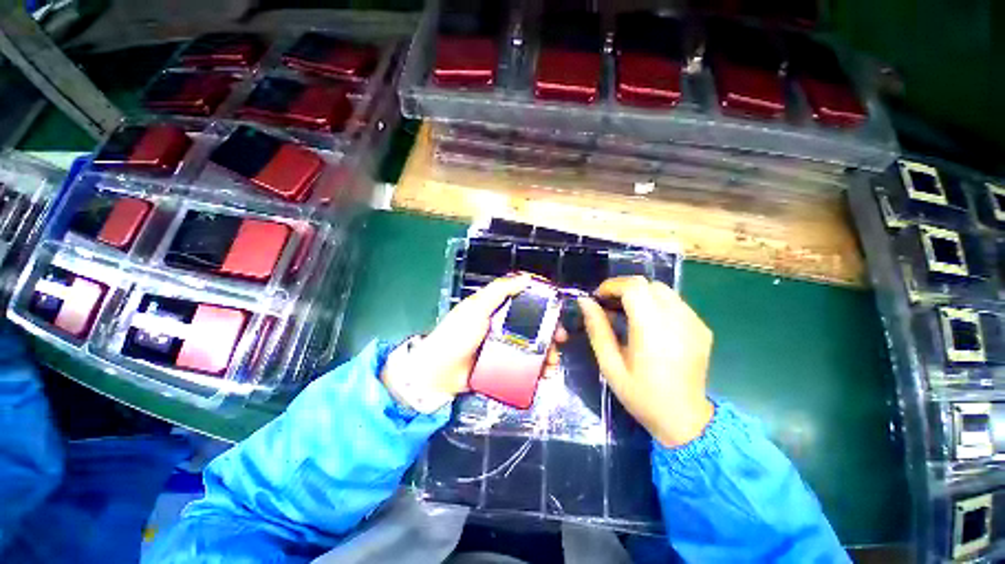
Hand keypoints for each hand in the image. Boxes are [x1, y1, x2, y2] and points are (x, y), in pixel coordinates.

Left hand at [382, 274, 566, 401]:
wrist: (438, 372)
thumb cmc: (457, 334)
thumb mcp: (477, 307)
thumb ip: (499, 291)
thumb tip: (526, 277)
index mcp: (497, 308)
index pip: (525, 300)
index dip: (543, 301)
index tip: (558, 306)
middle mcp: (504, 325)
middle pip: (534, 324)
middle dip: (550, 331)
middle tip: (561, 339)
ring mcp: (504, 346)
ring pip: (533, 345)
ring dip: (547, 352)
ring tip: (553, 363)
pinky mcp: (503, 365)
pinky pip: (526, 365)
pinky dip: (538, 369)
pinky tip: (545, 374)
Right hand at [578, 276, 713, 447]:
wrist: (685, 420)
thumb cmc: (641, 395)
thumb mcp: (610, 365)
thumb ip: (597, 329)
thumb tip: (585, 302)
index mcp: (652, 329)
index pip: (634, 287)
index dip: (612, 286)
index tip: (598, 298)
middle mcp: (678, 319)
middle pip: (649, 284)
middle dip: (624, 288)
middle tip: (609, 305)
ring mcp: (694, 322)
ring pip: (663, 291)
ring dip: (641, 295)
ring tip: (628, 314)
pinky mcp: (702, 328)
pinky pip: (676, 304)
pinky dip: (657, 305)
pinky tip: (650, 325)